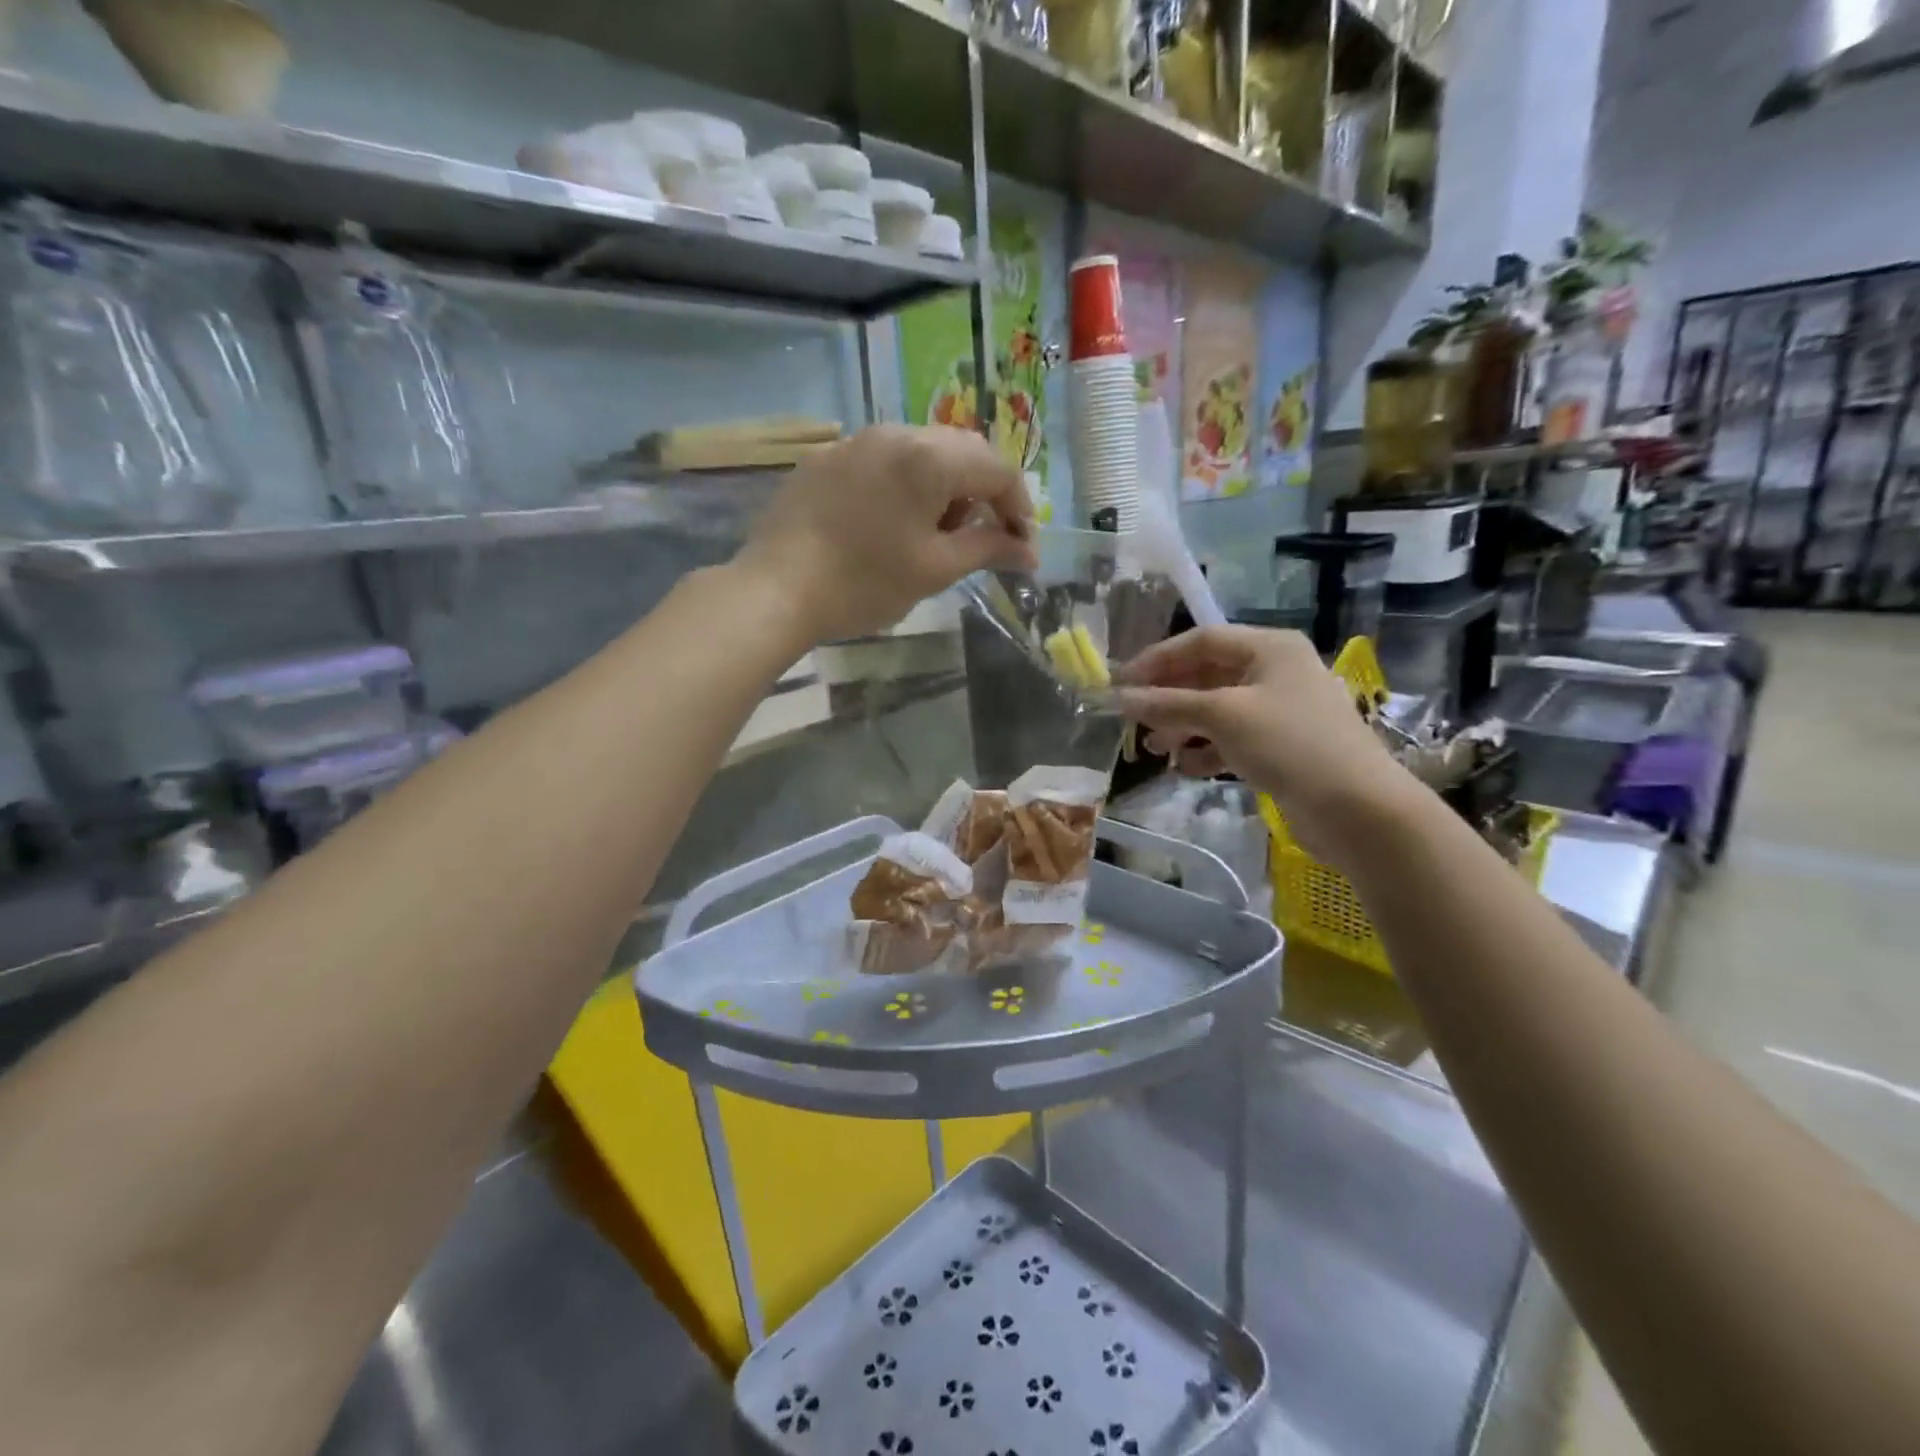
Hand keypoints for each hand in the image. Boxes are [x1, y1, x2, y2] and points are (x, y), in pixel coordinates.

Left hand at [739, 425, 1037, 641]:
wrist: (775, 589)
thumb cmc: (863, 583)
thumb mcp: (935, 570)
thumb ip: (988, 549)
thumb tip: (1028, 551)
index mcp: (929, 458)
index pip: (997, 470)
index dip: (1019, 508)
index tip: (1020, 547)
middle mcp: (895, 433)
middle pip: (962, 450)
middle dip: (983, 491)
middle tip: (981, 538)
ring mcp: (855, 440)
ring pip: (922, 450)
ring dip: (944, 485)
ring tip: (934, 532)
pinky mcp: (826, 457)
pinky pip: (883, 459)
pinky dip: (905, 483)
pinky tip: (891, 521)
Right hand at [1116, 626, 1415, 874]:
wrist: (1357, 809)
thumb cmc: (1290, 744)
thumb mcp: (1222, 716)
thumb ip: (1168, 704)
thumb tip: (1120, 698)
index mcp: (1269, 647)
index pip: (1200, 641)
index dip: (1157, 660)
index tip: (1121, 684)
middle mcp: (1275, 671)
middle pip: (1207, 674)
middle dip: (1168, 697)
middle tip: (1134, 719)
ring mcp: (1280, 710)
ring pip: (1217, 709)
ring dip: (1182, 725)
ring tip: (1156, 748)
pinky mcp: (1282, 746)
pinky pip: (1232, 738)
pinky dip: (1206, 750)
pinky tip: (1186, 768)